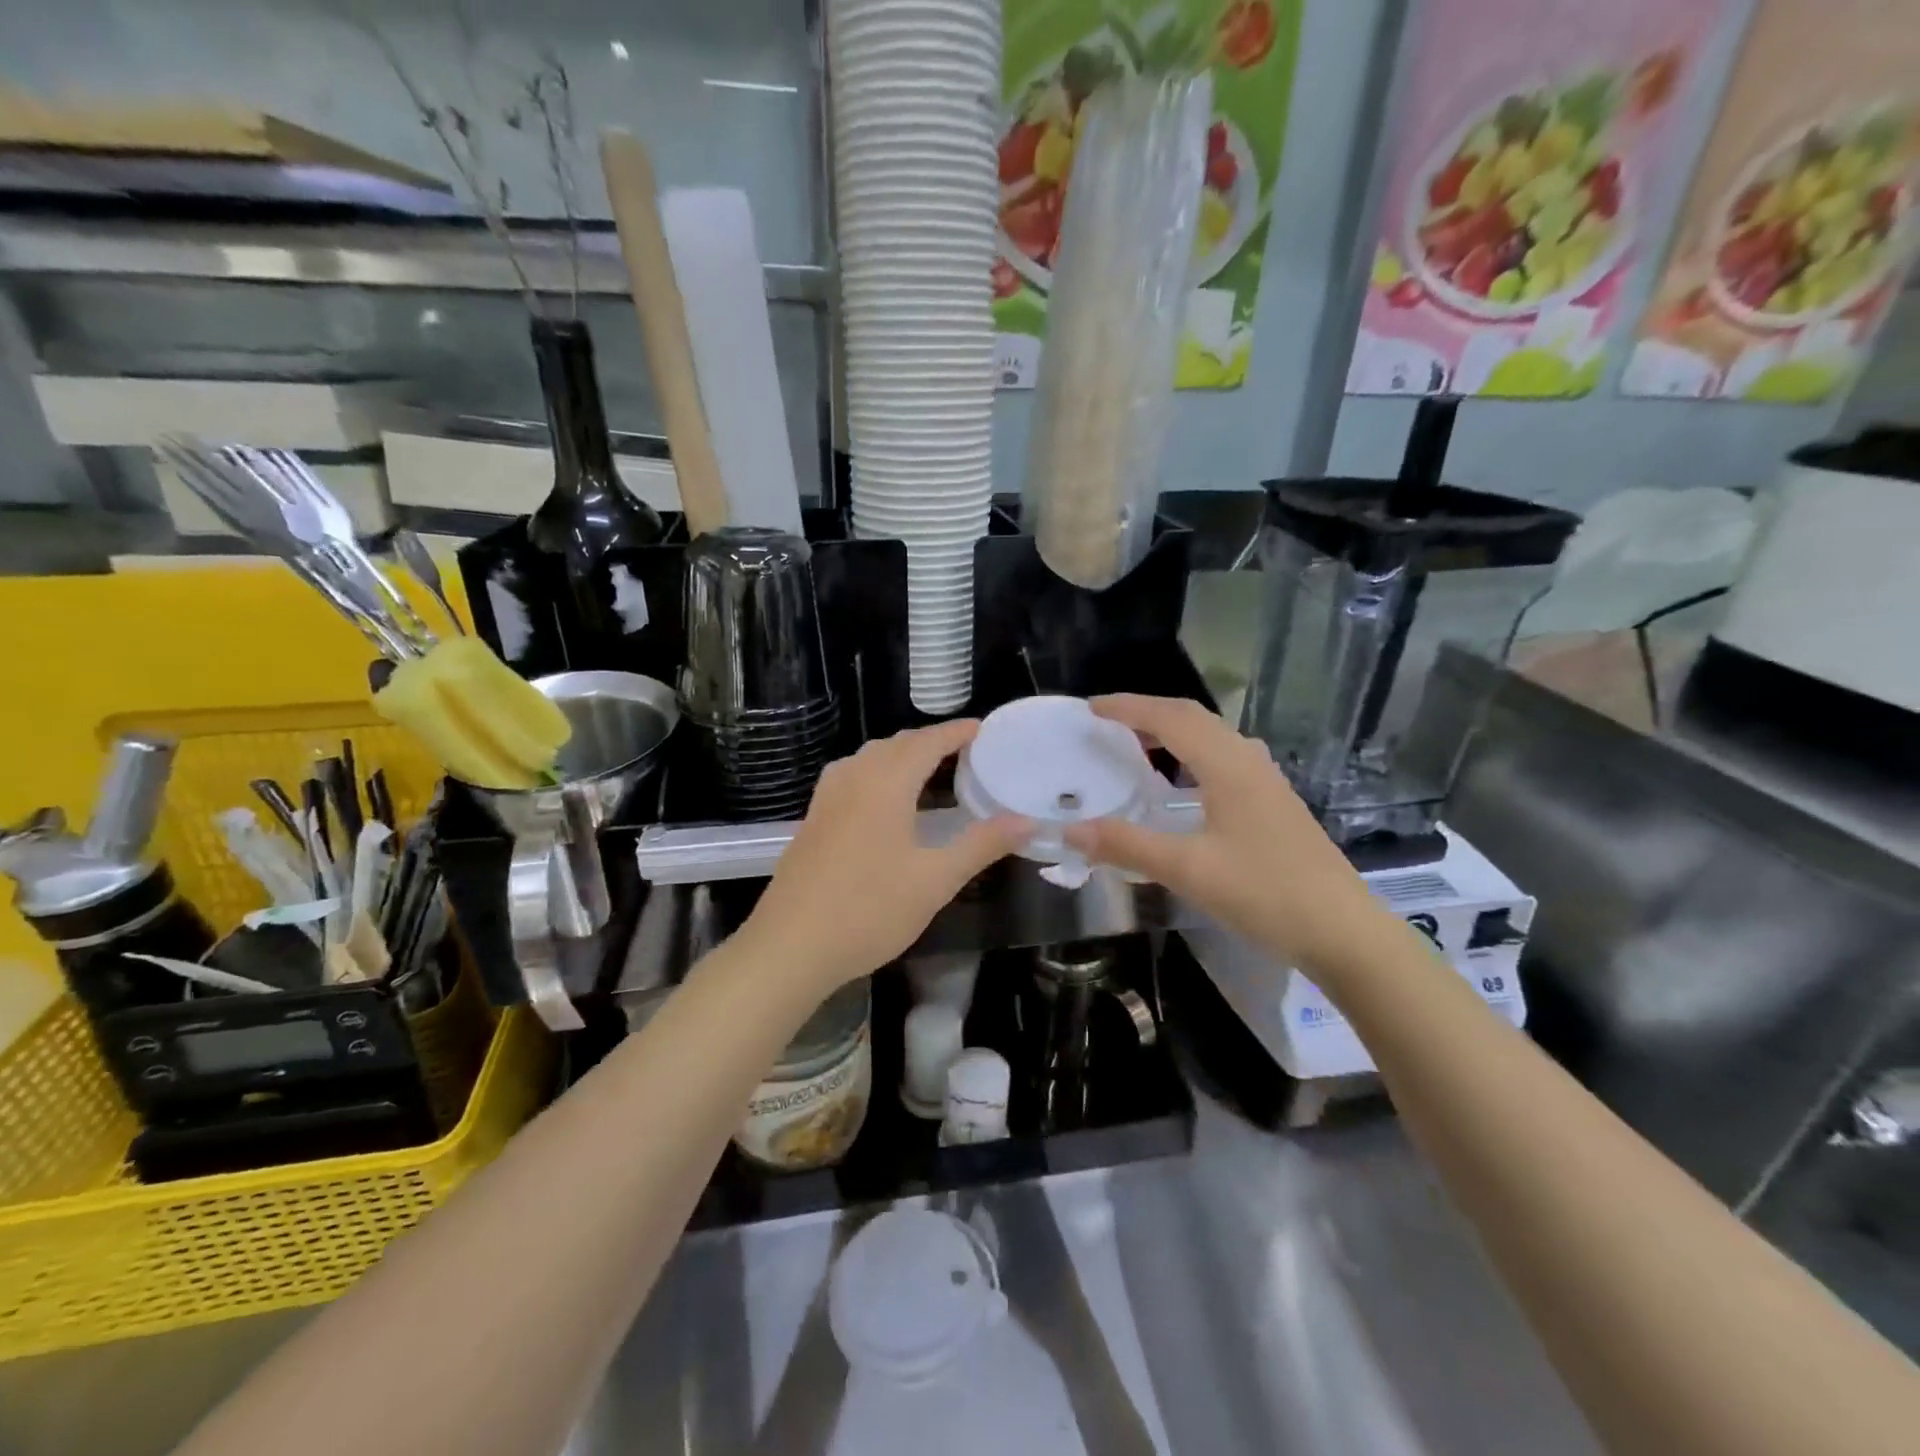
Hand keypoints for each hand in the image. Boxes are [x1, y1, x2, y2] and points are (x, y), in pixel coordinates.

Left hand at [740, 719, 1029, 991]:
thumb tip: (1027, 822)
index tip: (984, 730)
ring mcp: (827, 797)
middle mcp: (853, 778)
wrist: (791, 945)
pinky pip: (851, 776)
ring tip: (929, 771)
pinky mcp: (813, 818)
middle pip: (897, 745)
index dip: (957, 732)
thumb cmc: (870, 910)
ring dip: (901, 755)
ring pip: (869, 758)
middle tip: (966, 753)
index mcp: (886, 783)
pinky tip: (884, 801)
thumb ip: (981, 845)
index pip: (927, 742)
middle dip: (931, 741)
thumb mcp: (936, 880)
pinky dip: (878, 773)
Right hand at [1063, 695, 1396, 982]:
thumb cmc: (1265, 893)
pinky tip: (1181, 784)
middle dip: (1147, 713)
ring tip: (1136, 746)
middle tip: (1106, 723)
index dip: (1128, 708)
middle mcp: (1248, 761)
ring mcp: (1266, 782)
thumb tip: (1071, 831)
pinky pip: (1223, 759)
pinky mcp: (1274, 803)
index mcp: (1228, 766)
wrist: (1343, 931)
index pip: (1171, 718)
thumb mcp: (1188, 870)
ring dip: (1171, 732)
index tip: (1090, 708)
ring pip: (1212, 737)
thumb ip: (1127, 846)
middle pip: (1193, 718)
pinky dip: (1191, 755)